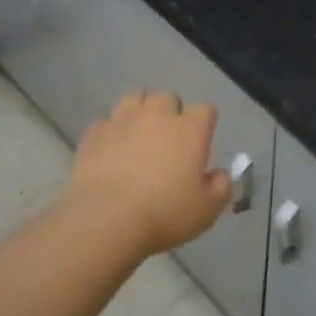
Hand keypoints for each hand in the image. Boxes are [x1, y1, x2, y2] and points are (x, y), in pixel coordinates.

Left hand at [64, 91, 230, 256]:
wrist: (107, 218)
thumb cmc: (165, 214)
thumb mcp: (207, 210)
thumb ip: (220, 187)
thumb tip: (219, 174)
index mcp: (190, 131)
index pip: (205, 110)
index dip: (205, 122)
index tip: (202, 139)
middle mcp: (157, 116)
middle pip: (168, 97)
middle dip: (170, 112)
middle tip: (168, 138)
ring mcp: (122, 121)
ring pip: (134, 98)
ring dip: (140, 111)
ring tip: (138, 133)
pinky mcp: (95, 133)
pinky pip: (106, 121)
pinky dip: (111, 131)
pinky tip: (111, 148)